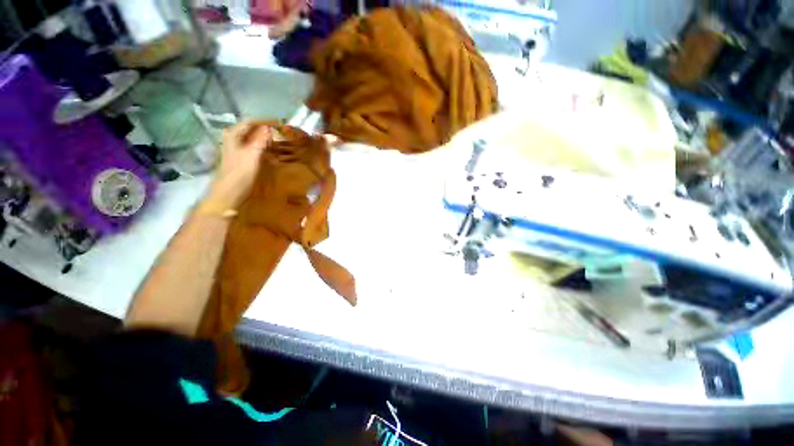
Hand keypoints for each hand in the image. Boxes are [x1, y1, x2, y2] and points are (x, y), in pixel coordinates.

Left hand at [203, 121, 271, 210]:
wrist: (228, 194)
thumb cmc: (239, 174)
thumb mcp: (251, 155)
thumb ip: (259, 140)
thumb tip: (269, 127)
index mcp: (233, 136)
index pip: (249, 122)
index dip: (264, 122)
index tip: (279, 124)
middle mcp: (233, 141)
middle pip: (250, 131)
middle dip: (265, 131)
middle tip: (281, 134)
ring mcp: (236, 151)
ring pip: (252, 140)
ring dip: (265, 141)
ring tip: (279, 143)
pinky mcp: (241, 161)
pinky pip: (254, 150)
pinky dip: (263, 150)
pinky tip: (272, 154)